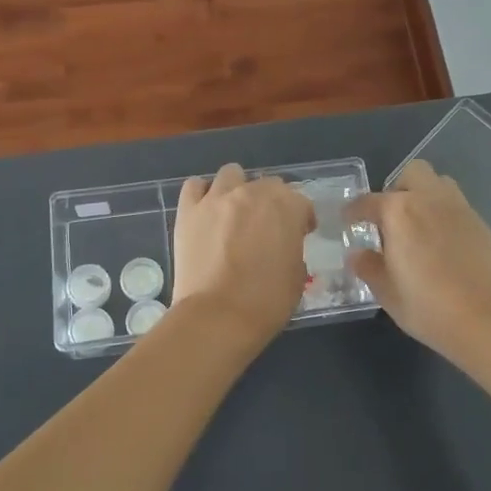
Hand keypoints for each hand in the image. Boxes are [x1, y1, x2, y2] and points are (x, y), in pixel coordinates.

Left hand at [172, 164, 315, 342]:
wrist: (217, 317)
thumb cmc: (266, 302)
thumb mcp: (297, 276)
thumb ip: (293, 249)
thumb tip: (283, 246)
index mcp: (286, 207)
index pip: (301, 202)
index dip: (302, 219)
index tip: (299, 235)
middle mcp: (252, 192)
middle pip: (268, 184)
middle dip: (271, 203)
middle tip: (266, 228)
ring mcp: (217, 198)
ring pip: (231, 174)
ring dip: (238, 189)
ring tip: (235, 213)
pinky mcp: (188, 210)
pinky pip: (194, 186)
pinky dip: (202, 194)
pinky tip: (206, 211)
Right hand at [347, 160, 490, 360]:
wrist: (485, 320)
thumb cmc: (427, 306)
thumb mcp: (387, 291)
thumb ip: (368, 267)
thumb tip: (356, 255)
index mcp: (399, 211)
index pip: (368, 201)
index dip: (354, 211)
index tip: (348, 220)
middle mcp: (430, 200)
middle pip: (412, 173)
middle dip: (398, 188)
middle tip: (391, 218)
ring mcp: (460, 209)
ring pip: (440, 184)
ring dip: (425, 196)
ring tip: (419, 226)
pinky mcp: (481, 224)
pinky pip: (458, 207)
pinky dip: (445, 216)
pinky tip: (444, 245)